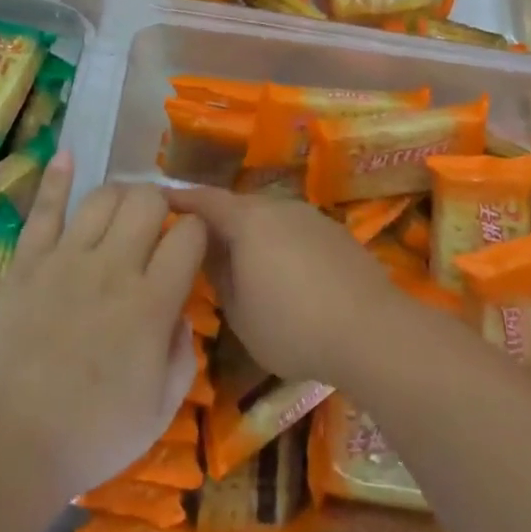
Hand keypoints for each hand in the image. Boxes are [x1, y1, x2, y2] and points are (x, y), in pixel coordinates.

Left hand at [0, 154, 203, 508]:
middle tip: (156, 224)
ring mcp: (65, 259)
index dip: (198, 230)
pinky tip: (68, 155)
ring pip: (102, 197)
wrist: (7, 445)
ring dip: (120, 194)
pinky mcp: (25, 262)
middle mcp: (114, 267)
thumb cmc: (91, 436)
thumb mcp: (160, 410)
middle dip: (160, 203)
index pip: (189, 235)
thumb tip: (181, 313)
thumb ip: (182, 354)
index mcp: (152, 302)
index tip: (193, 241)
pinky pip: (42, 210)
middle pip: (147, 201)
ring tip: (122, 208)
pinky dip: (57, 179)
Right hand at [163, 187, 399, 384]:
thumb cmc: (293, 326)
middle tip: (197, 242)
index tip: (157, 201)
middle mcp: (278, 207)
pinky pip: (293, 231)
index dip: (180, 200)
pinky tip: (281, 273)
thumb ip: (218, 275)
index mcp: (248, 220)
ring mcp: (311, 217)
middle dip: (215, 220)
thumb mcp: (239, 312)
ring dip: (249, 233)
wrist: (372, 332)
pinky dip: (277, 244)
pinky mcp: (336, 234)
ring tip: (238, 260)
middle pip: (237, 206)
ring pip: (268, 218)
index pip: (204, 200)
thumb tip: (209, 253)